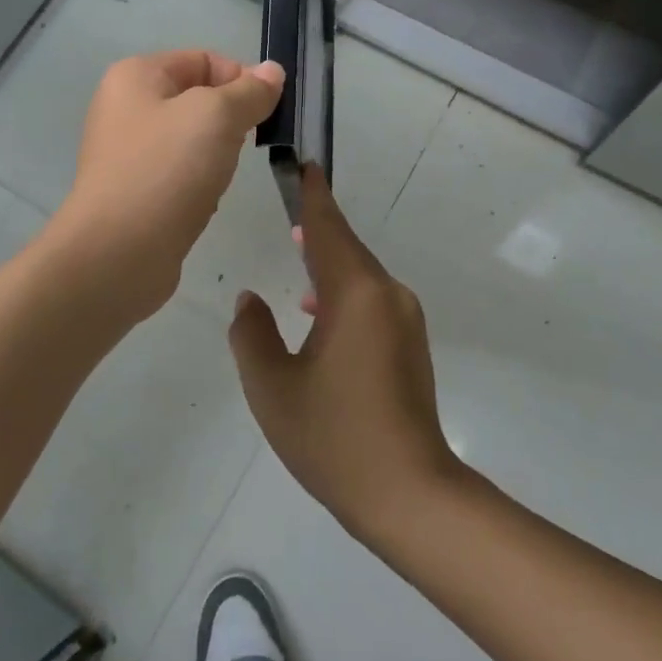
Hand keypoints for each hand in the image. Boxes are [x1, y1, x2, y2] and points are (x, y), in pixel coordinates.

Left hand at [51, 50, 284, 319]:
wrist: (118, 253)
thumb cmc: (167, 170)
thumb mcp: (217, 117)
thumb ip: (250, 91)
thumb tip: (272, 71)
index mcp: (136, 75)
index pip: (204, 60)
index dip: (240, 79)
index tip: (265, 112)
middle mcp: (125, 107)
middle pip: (198, 99)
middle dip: (230, 121)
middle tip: (243, 147)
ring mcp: (127, 152)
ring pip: (193, 140)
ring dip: (217, 156)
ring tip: (218, 179)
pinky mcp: (134, 191)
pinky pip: (180, 175)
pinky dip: (199, 185)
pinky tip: (203, 204)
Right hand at [229, 164, 465, 544]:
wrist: (412, 495)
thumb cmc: (335, 437)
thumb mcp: (273, 388)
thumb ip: (251, 334)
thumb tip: (250, 299)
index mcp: (356, 294)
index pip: (327, 228)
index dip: (311, 195)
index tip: (301, 164)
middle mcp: (387, 295)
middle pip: (345, 248)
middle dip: (315, 229)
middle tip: (286, 210)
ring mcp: (405, 320)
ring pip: (359, 277)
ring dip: (327, 265)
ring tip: (295, 261)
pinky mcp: (410, 345)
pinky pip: (371, 301)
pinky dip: (342, 294)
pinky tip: (317, 316)